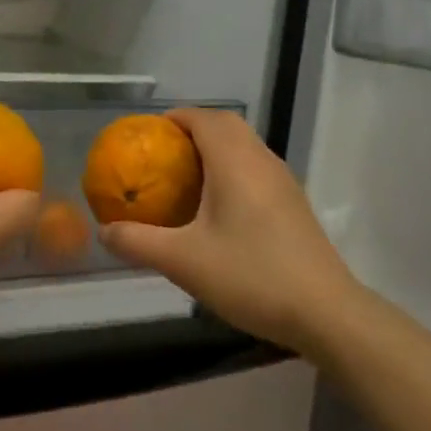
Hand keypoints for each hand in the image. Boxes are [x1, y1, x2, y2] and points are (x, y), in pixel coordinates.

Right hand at [99, 108, 360, 350]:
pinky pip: (256, 169)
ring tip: (184, 177)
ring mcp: (283, 183)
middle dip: (193, 129)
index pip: (204, 118)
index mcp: (235, 163)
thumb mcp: (183, 261)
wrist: (325, 312)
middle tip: (163, 153)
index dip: (174, 118)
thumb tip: (104, 231)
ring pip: (245, 146)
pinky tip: (217, 208)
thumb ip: (138, 242)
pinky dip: (232, 170)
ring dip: (215, 149)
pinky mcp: (294, 205)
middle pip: (227, 125)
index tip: (147, 134)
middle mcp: (262, 162)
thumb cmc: (251, 276)